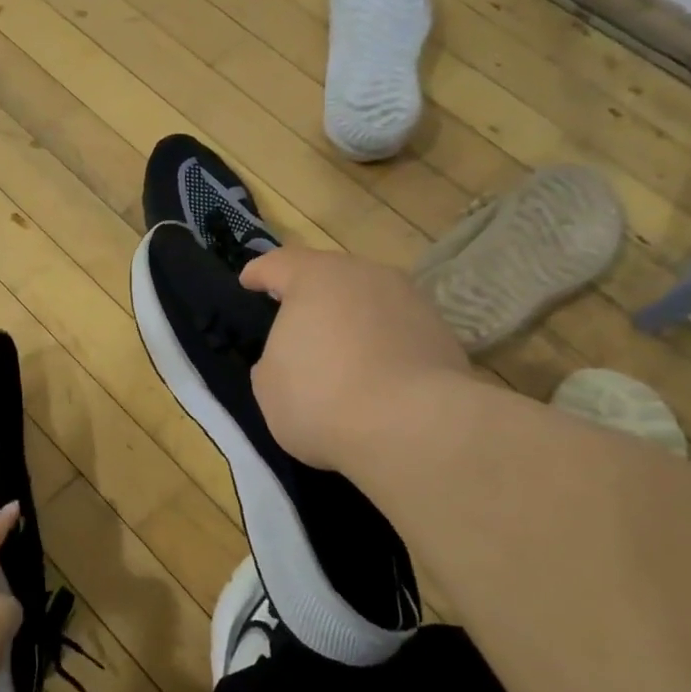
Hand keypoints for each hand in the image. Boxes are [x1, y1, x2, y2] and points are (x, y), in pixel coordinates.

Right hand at [241, 246, 471, 469]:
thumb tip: (290, 359)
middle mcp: (365, 275)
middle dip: (311, 294)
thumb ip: (273, 361)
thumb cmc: (321, 399)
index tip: (249, 281)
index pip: (278, 264)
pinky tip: (376, 375)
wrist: (414, 428)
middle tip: (295, 318)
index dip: (260, 273)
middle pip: (330, 276)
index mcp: (315, 278)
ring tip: (340, 352)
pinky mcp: (441, 333)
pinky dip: (382, 344)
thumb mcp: (269, 386)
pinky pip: (398, 330)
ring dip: (351, 319)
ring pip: (369, 301)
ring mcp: (410, 300)